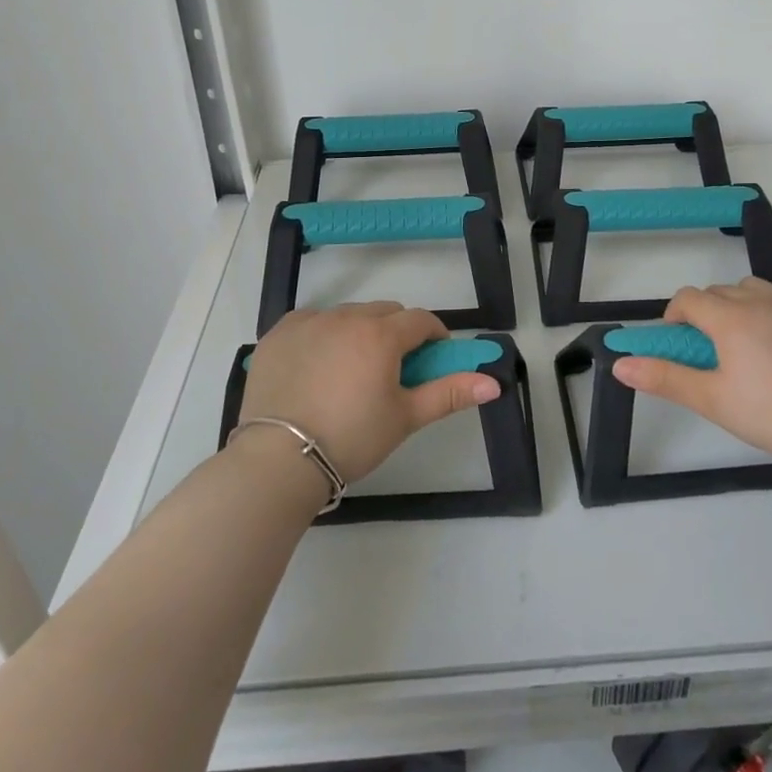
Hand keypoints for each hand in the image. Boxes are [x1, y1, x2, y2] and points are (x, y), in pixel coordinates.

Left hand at [239, 302, 500, 484]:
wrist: (278, 459)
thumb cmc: (352, 438)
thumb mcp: (405, 418)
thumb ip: (449, 393)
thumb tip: (493, 383)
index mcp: (381, 335)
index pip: (421, 320)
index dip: (434, 335)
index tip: (433, 358)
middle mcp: (345, 317)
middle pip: (385, 312)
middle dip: (397, 332)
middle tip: (392, 369)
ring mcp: (308, 322)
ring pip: (348, 314)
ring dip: (359, 331)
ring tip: (352, 370)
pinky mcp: (278, 334)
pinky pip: (311, 321)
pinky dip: (322, 334)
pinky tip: (317, 365)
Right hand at [610, 277, 771, 477]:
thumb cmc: (771, 415)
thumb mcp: (711, 400)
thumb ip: (664, 378)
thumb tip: (619, 364)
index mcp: (729, 318)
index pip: (689, 299)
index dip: (675, 316)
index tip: (678, 342)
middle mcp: (761, 301)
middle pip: (719, 292)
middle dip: (706, 313)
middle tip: (710, 353)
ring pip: (756, 287)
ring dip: (741, 303)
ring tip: (746, 339)